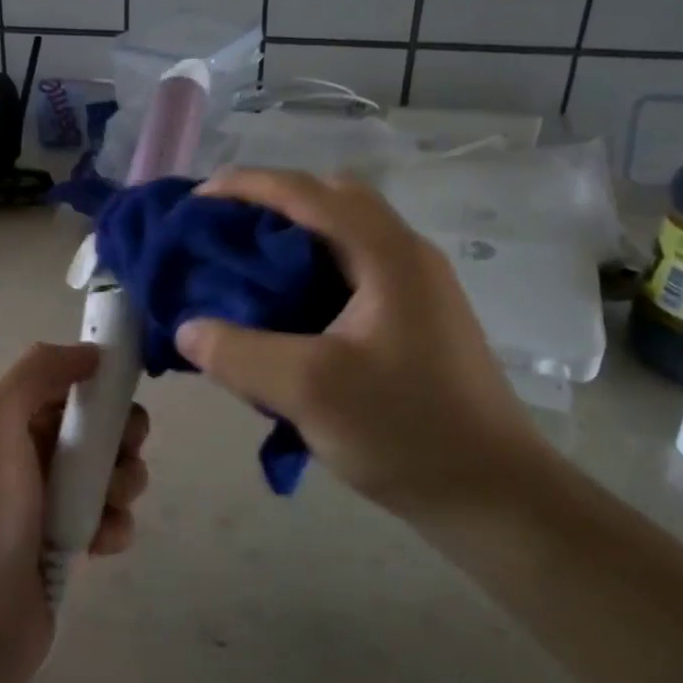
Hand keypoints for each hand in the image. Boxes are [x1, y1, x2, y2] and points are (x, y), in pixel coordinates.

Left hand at [0, 343, 150, 682]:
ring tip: (108, 507)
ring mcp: (45, 504)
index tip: (124, 398)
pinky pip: (108, 520)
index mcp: (5, 420)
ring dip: (123, 483)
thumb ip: (38, 371)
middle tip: (123, 455)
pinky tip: (102, 544)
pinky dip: (115, 527)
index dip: (99, 387)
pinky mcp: (64, 548)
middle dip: (120, 438)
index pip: (66, 385)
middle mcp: (25, 455)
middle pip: (95, 428)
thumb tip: (90, 352)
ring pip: (109, 473)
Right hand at [173, 169, 546, 519]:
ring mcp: (415, 286)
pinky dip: (308, 270)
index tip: (196, 201)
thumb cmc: (407, 432)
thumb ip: (238, 353)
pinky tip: (283, 310)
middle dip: (271, 203)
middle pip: (330, 198)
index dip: (246, 185)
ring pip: (342, 234)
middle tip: (225, 231)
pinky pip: (350, 269)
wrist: (495, 497)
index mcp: (387, 254)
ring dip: (291, 236)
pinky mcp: (414, 317)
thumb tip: (187, 329)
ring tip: (244, 266)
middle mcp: (405, 255)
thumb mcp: (309, 391)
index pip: (307, 191)